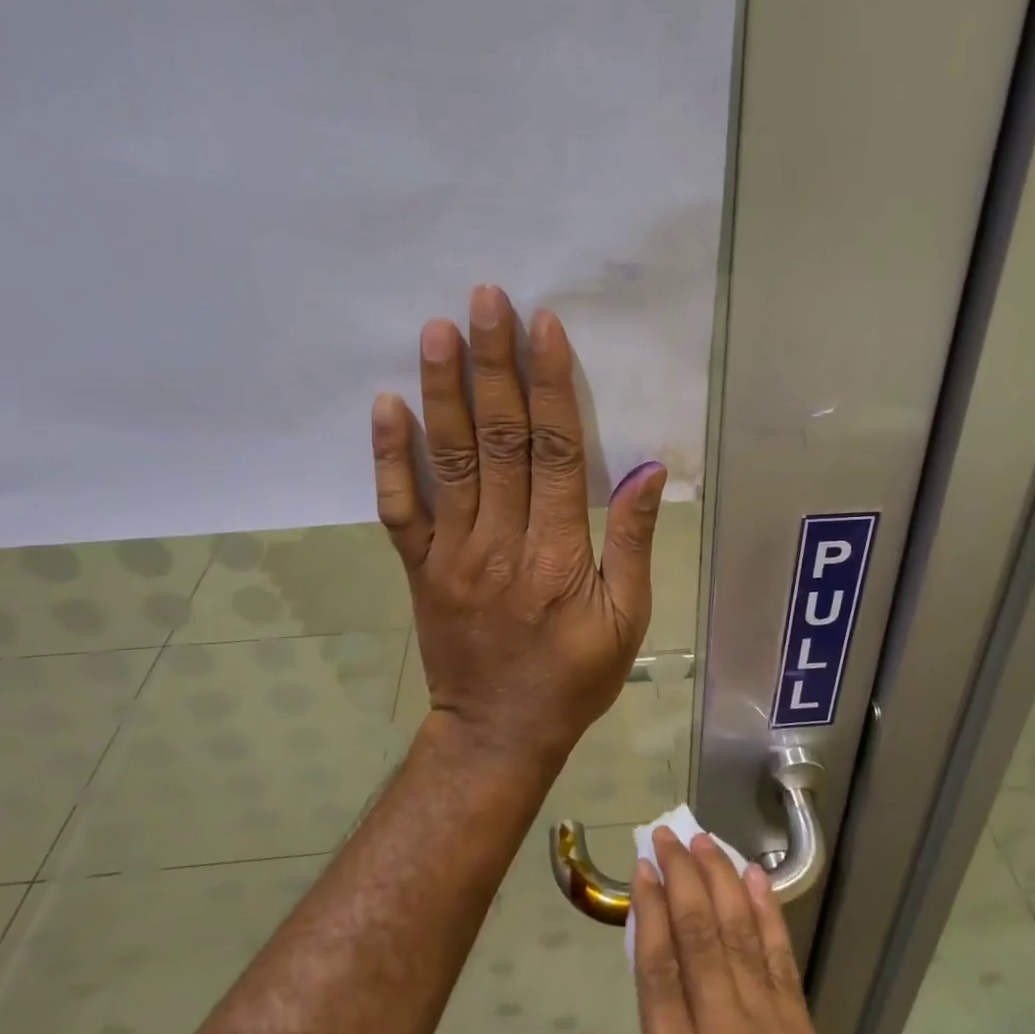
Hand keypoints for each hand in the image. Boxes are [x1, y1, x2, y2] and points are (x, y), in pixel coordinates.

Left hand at [370, 284, 667, 768]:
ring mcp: (452, 553)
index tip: (542, 326)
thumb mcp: (628, 620)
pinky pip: (399, 507)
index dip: (550, 385)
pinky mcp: (419, 567)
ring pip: (449, 460)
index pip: (556, 451)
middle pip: (499, 439)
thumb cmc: (574, 678)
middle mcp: (502, 542)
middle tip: (485, 300)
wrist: (497, 733)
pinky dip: (389, 456)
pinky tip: (385, 405)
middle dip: (493, 365)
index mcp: (559, 554)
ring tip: (436, 330)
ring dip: (442, 390)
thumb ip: (633, 542)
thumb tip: (649, 470)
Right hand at [568, 830, 880, 1033]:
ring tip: (704, 840)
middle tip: (667, 833)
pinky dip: (769, 917)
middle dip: (683, 879)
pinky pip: (783, 966)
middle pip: (701, 942)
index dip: (650, 913)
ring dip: (722, 883)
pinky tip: (757, 881)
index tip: (643, 868)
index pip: (660, 975)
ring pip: (742, 940)